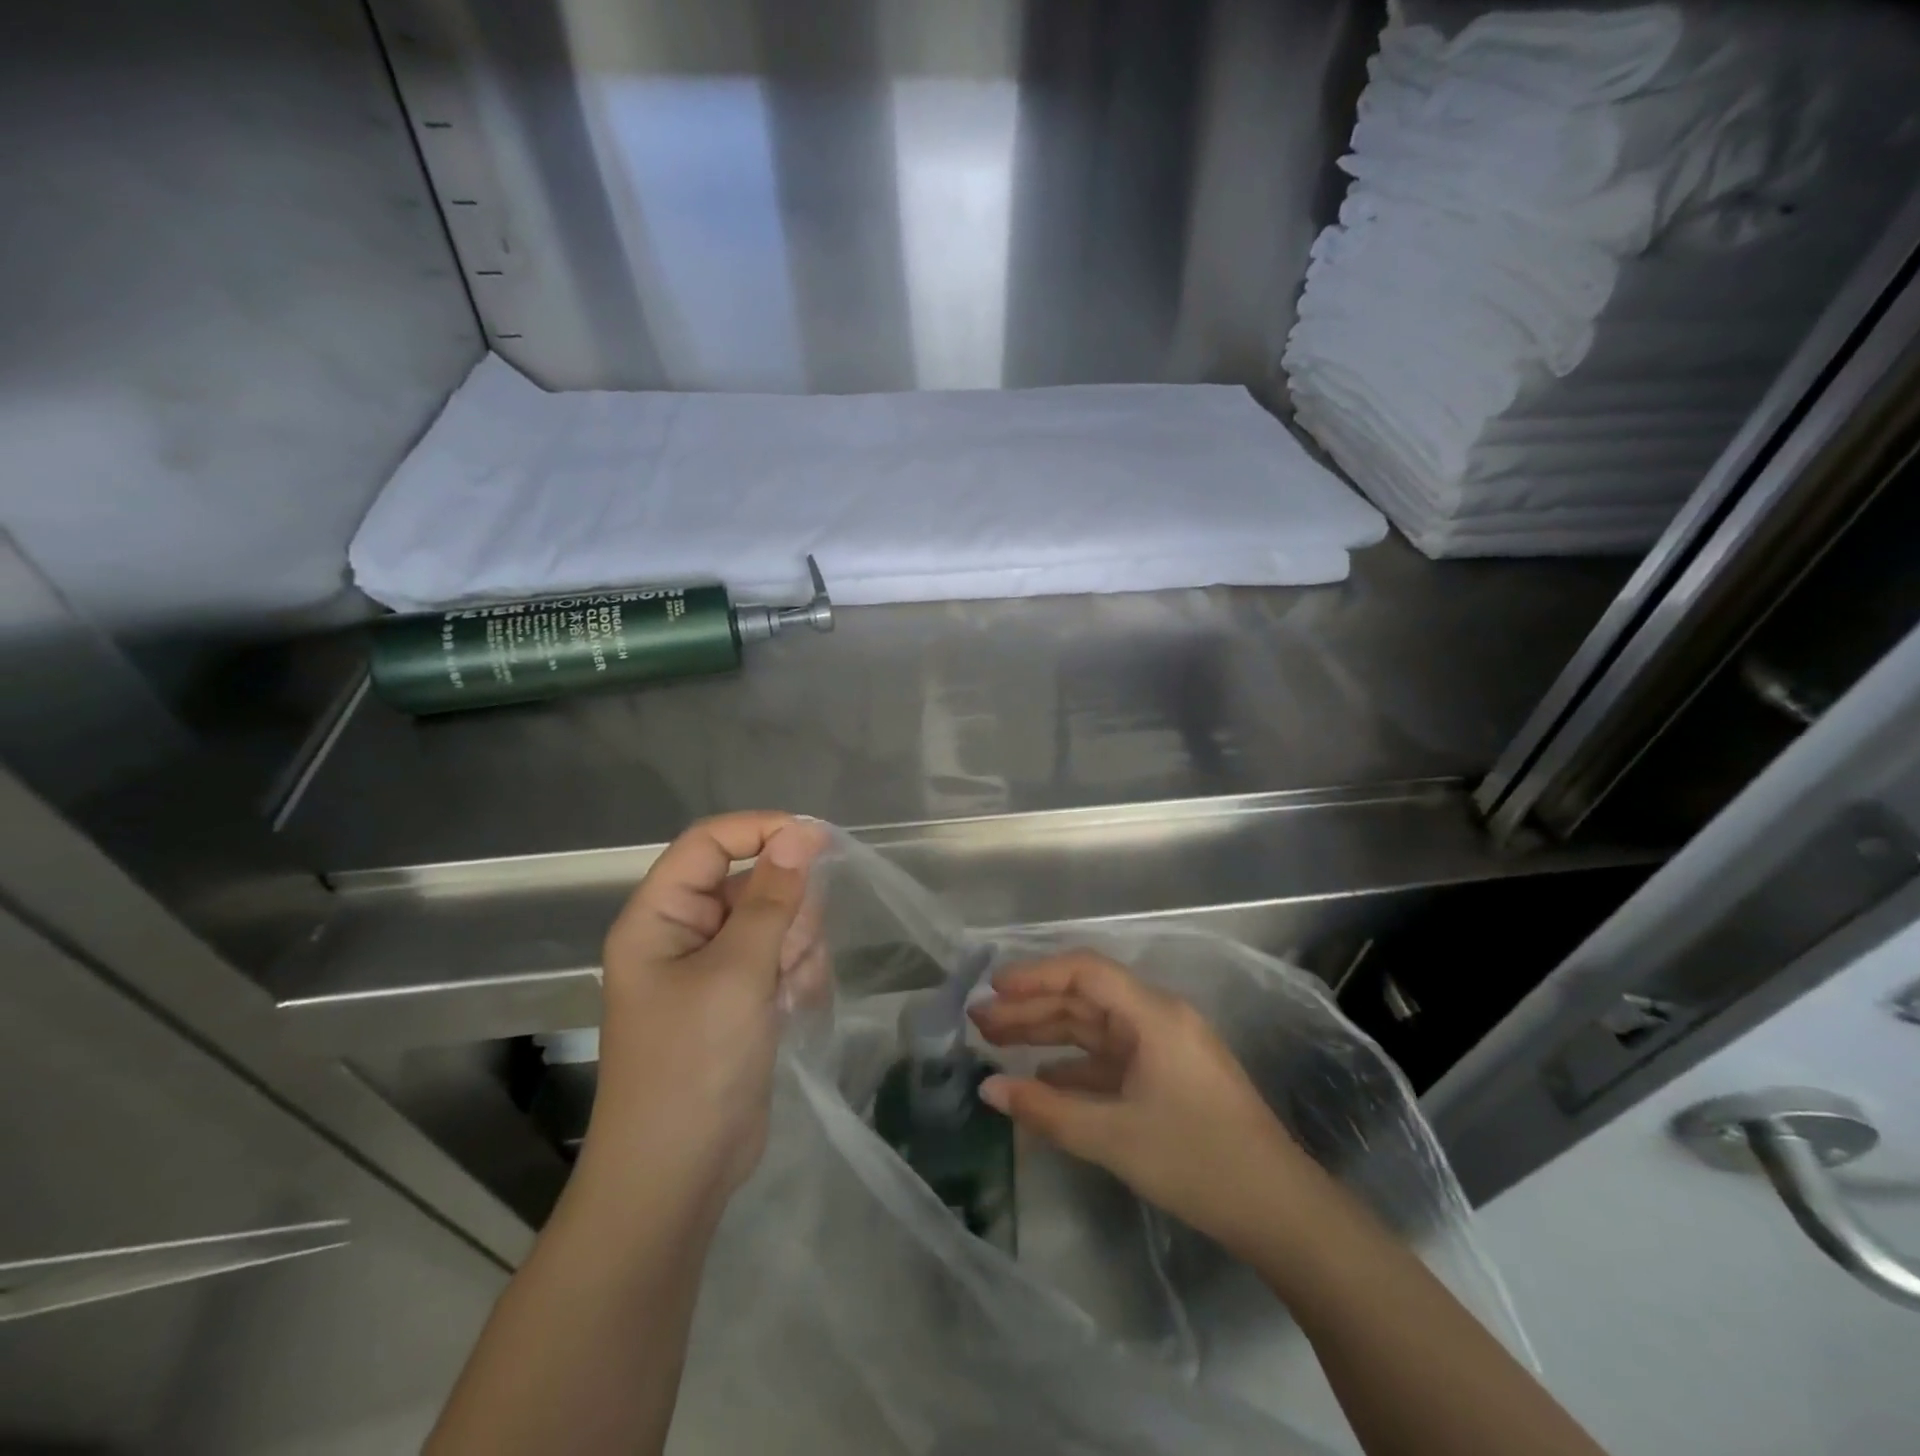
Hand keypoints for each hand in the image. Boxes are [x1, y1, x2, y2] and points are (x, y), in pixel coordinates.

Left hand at [579, 813, 826, 1213]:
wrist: (680, 1174)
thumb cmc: (695, 1063)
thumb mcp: (737, 972)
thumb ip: (773, 897)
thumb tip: (802, 831)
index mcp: (660, 915)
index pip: (710, 841)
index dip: (762, 830)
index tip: (819, 841)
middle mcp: (684, 932)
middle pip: (752, 881)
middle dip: (786, 911)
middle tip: (790, 952)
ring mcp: (715, 967)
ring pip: (776, 920)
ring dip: (796, 948)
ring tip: (787, 990)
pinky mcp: (741, 997)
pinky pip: (782, 958)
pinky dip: (796, 977)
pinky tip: (792, 1010)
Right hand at [970, 951, 1316, 1251]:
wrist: (1281, 1212)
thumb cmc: (1198, 1161)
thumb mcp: (1115, 1137)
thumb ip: (1047, 1111)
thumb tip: (988, 1090)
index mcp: (1153, 1015)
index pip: (1086, 972)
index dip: (1036, 975)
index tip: (993, 988)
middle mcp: (1158, 1019)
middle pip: (1085, 999)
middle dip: (1031, 1008)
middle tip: (979, 1022)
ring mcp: (1164, 1048)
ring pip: (1095, 1029)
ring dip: (1048, 1034)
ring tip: (996, 1043)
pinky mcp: (1168, 1077)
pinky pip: (1110, 1059)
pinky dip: (1074, 1066)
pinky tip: (1041, 1079)